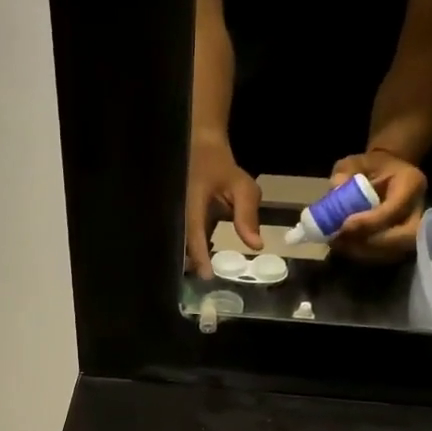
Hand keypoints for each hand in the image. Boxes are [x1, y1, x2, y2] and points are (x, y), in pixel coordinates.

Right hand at [185, 135, 262, 278]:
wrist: (199, 147)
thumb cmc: (222, 167)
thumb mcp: (242, 187)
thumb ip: (247, 216)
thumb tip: (256, 246)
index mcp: (192, 201)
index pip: (194, 233)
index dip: (199, 255)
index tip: (207, 276)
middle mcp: (178, 209)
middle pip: (181, 243)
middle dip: (191, 263)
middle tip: (205, 283)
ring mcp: (175, 213)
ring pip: (179, 241)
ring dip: (190, 257)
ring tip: (203, 274)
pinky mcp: (176, 216)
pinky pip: (181, 236)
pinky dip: (192, 248)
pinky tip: (202, 259)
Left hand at [326, 151, 426, 263]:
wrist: (385, 176)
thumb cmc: (370, 168)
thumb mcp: (355, 162)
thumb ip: (345, 171)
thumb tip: (336, 187)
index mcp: (411, 183)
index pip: (396, 208)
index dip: (371, 221)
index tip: (344, 225)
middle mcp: (419, 209)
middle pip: (405, 237)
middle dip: (372, 243)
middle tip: (343, 240)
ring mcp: (415, 229)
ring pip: (397, 251)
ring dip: (365, 252)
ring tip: (339, 244)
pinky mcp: (404, 243)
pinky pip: (388, 256)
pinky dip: (365, 255)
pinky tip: (345, 248)